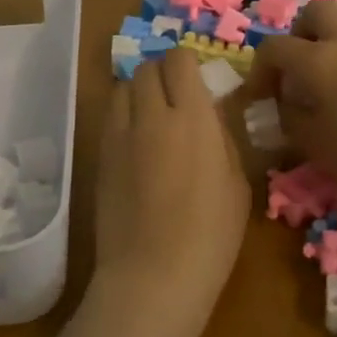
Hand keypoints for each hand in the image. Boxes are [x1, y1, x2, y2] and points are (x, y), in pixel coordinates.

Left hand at [90, 47, 250, 335]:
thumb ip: (222, 138)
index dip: (188, 64)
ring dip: (139, 92)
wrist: (152, 277)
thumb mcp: (237, 183)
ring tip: (154, 117)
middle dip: (162, 73)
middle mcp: (150, 115)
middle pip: (146, 68)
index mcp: (192, 117)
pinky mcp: (99, 157)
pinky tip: (138, 143)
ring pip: (122, 88)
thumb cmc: (210, 236)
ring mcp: (119, 135)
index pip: (179, 60)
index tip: (198, 80)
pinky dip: (124, 117)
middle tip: (177, 97)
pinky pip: (111, 118)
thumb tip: (210, 114)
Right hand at [247, 0, 336, 207]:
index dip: (258, 70)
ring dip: (329, 41)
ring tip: (327, 78)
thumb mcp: (314, 143)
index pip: (274, 47)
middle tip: (296, 70)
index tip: (257, 97)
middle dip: (298, 35)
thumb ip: (290, 118)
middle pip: (315, 12)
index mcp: (317, 58)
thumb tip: (285, 103)